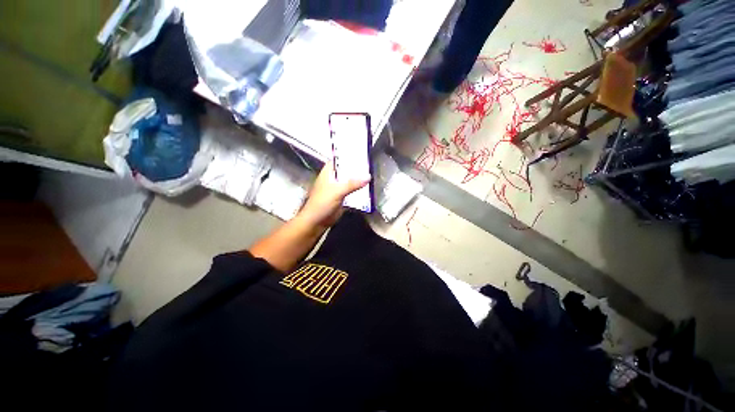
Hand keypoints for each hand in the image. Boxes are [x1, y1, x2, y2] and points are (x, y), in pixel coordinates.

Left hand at [298, 160, 370, 228]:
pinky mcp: (342, 197)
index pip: (339, 158)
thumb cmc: (322, 202)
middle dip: (357, 167)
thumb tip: (368, 176)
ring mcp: (338, 188)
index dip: (349, 154)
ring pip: (350, 180)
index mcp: (329, 172)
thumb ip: (352, 183)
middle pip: (347, 169)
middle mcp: (334, 178)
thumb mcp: (337, 191)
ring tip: (373, 173)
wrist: (316, 221)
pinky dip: (359, 189)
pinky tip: (369, 188)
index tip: (362, 151)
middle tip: (372, 163)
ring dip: (359, 179)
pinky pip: (352, 190)